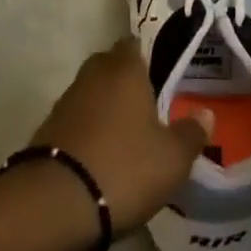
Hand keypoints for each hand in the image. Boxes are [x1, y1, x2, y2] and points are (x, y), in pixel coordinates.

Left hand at [28, 38, 211, 234]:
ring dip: (105, 109)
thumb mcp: (172, 158)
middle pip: (111, 67)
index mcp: (124, 69)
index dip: (149, 56)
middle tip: (149, 106)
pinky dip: (88, 133)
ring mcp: (65, 103)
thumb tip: (205, 114)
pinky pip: (75, 122)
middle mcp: (92, 76)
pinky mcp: (46, 132)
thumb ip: (192, 133)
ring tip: (127, 137)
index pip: (135, 44)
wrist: (54, 205)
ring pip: (91, 95)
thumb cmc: (124, 167)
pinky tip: (101, 158)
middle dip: (127, 82)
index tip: (163, 74)